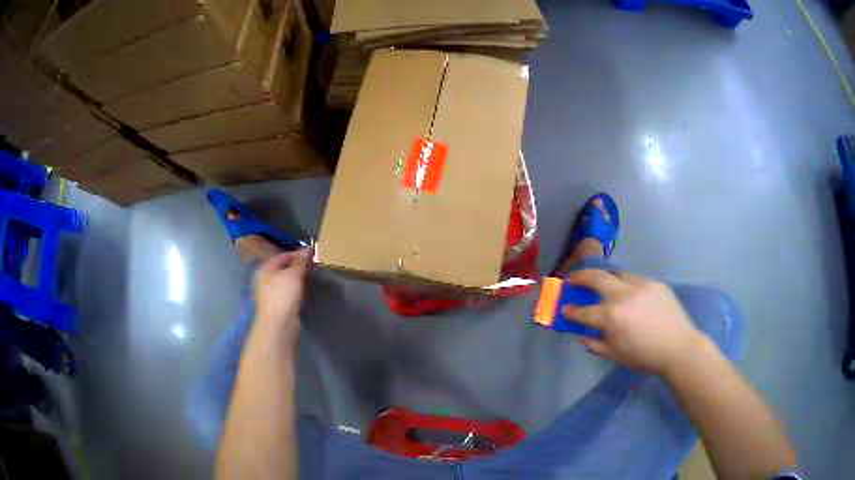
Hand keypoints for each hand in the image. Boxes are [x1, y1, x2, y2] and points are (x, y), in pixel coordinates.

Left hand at [254, 248, 311, 338]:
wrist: (278, 324)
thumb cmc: (283, 296)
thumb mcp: (293, 275)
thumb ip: (300, 261)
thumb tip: (307, 249)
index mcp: (266, 269)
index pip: (282, 255)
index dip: (296, 254)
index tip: (311, 254)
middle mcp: (266, 279)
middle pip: (283, 268)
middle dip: (298, 266)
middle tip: (313, 265)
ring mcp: (271, 293)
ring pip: (286, 281)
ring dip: (298, 278)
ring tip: (312, 276)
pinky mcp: (278, 304)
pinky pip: (288, 292)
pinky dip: (297, 289)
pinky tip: (306, 291)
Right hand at [562, 269, 704, 375]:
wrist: (679, 348)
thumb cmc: (645, 357)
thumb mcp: (615, 356)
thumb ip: (594, 344)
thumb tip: (581, 334)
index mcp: (612, 316)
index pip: (583, 311)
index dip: (571, 311)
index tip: (565, 309)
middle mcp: (624, 295)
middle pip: (596, 277)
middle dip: (580, 277)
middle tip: (572, 279)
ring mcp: (641, 285)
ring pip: (617, 273)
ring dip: (604, 277)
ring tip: (599, 281)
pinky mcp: (655, 283)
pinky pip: (635, 279)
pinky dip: (625, 283)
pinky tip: (627, 292)